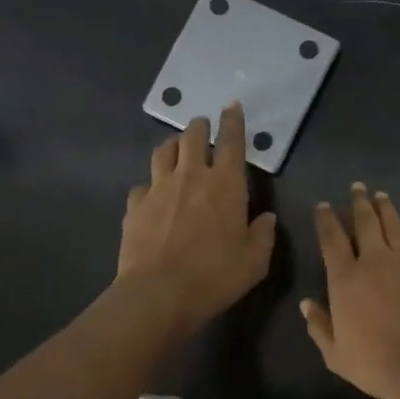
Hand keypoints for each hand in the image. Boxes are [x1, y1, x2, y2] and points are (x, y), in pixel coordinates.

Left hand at [118, 102, 276, 332]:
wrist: (159, 293)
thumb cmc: (216, 275)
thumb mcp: (255, 261)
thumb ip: (263, 234)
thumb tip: (265, 218)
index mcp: (226, 184)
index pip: (232, 141)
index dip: (233, 121)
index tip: (232, 105)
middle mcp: (191, 176)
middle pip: (193, 137)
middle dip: (200, 127)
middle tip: (203, 128)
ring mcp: (158, 188)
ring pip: (163, 152)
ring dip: (173, 146)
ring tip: (177, 150)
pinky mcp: (135, 206)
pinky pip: (143, 185)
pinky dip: (151, 184)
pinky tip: (153, 195)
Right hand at [301, 183, 399, 398]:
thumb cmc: (374, 364)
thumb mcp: (335, 353)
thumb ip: (319, 325)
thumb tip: (307, 304)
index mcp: (345, 279)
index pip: (331, 239)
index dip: (326, 219)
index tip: (324, 206)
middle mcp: (375, 262)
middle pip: (365, 222)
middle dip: (359, 202)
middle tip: (357, 188)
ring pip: (394, 226)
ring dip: (386, 209)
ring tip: (381, 196)